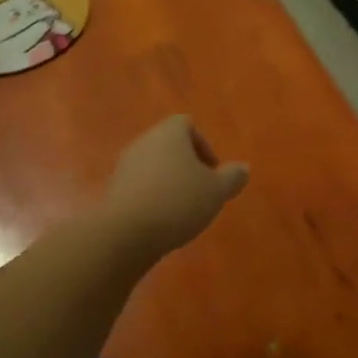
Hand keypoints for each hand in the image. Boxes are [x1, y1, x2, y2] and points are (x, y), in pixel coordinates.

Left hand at [106, 115, 249, 255]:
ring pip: (153, 166)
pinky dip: (152, 197)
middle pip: (169, 145)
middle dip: (187, 166)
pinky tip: (161, 220)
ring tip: (182, 210)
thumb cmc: (178, 201)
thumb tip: (242, 168)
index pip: (187, 124)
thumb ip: (233, 177)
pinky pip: (139, 186)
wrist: (126, 233)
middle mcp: (144, 142)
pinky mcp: (114, 190)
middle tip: (201, 191)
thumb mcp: (217, 191)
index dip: (204, 145)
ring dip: (169, 182)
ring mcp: (125, 165)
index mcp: (169, 133)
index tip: (213, 172)